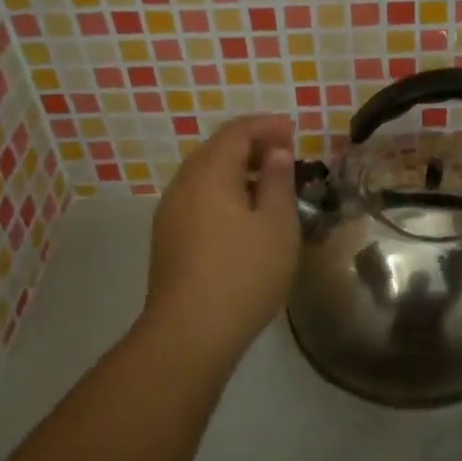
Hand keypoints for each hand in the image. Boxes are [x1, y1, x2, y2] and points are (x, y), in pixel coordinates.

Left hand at [144, 114, 298, 360]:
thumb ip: (277, 181)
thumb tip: (274, 153)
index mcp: (209, 173)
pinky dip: (223, 191)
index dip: (266, 125)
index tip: (293, 131)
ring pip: (204, 175)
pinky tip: (243, 215)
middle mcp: (183, 185)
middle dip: (250, 144)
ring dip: (236, 170)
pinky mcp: (168, 239)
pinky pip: (198, 198)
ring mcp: (170, 213)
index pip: (236, 131)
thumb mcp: (277, 224)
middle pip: (216, 149)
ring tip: (268, 184)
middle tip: (284, 153)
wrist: (189, 334)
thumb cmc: (243, 273)